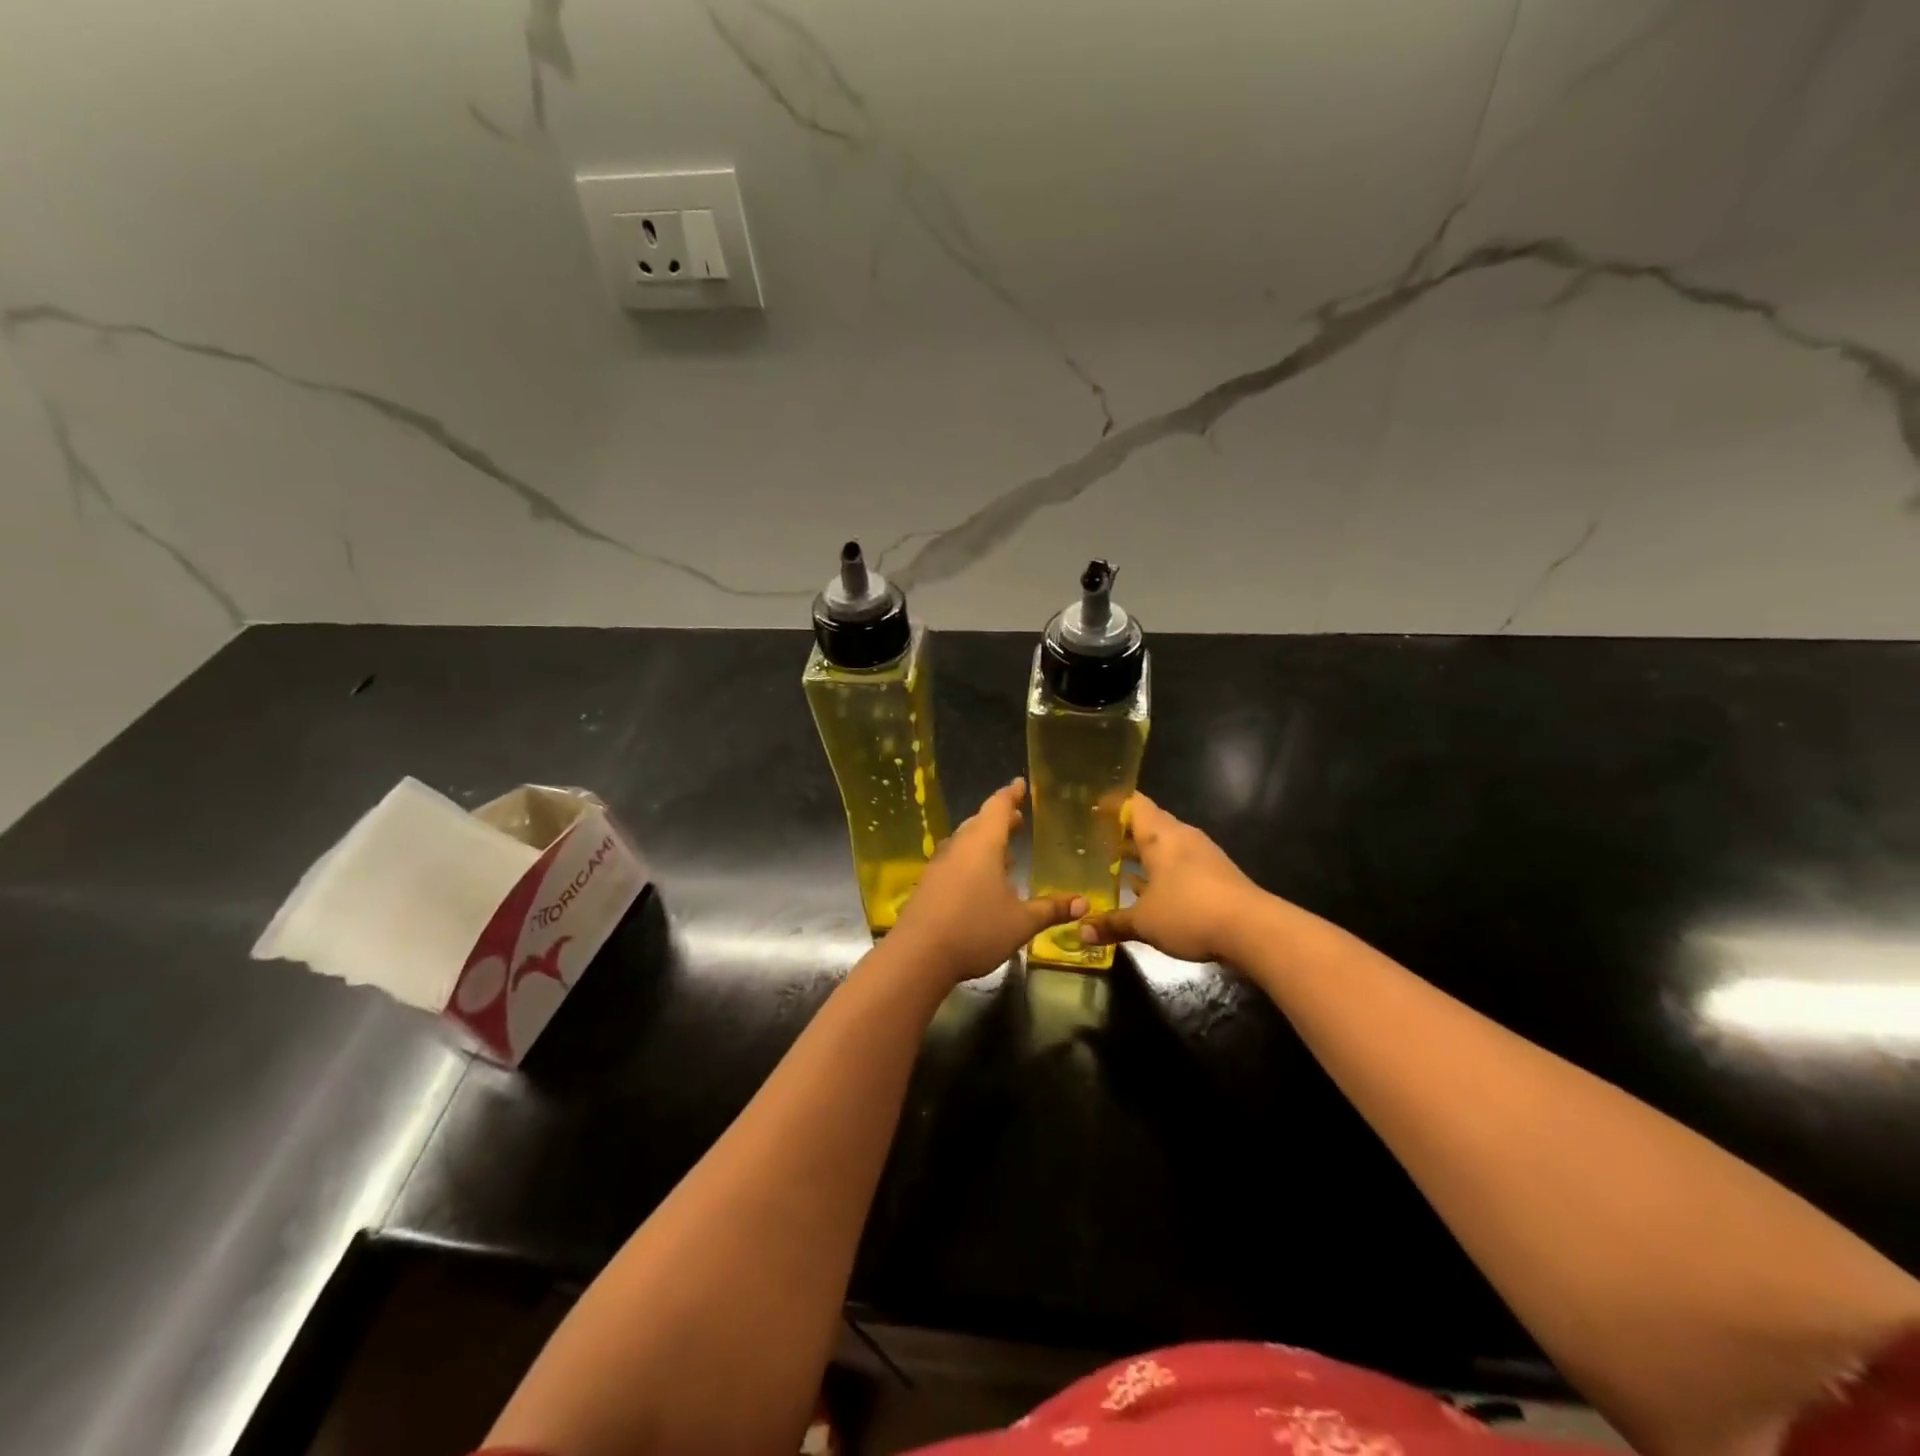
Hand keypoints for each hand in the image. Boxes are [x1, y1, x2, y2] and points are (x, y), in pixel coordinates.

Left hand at [890, 779, 1083, 984]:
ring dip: (985, 841)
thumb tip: (1084, 903)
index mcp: (983, 844)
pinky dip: (972, 860)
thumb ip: (1051, 910)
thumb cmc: (975, 929)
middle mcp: (959, 847)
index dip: (1011, 795)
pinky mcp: (929, 884)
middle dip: (1000, 819)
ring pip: (966, 842)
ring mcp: (940, 865)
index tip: (1020, 784)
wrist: (918, 954)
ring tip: (1006, 851)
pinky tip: (982, 881)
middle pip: (980, 823)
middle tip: (1018, 818)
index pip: (998, 807)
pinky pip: (956, 861)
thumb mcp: (1021, 922)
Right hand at [1077, 793, 1260, 964]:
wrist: (1253, 930)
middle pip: (1150, 823)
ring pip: (1166, 845)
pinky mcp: (1216, 875)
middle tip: (1097, 840)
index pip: (1133, 804)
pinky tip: (1148, 891)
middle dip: (1124, 831)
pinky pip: (1180, 864)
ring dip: (1143, 854)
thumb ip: (1112, 924)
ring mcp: (1202, 855)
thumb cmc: (1189, 912)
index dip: (1112, 804)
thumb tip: (1080, 932)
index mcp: (1160, 836)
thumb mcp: (1144, 922)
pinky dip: (1161, 871)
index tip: (1092, 809)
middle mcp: (1181, 837)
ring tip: (1116, 865)